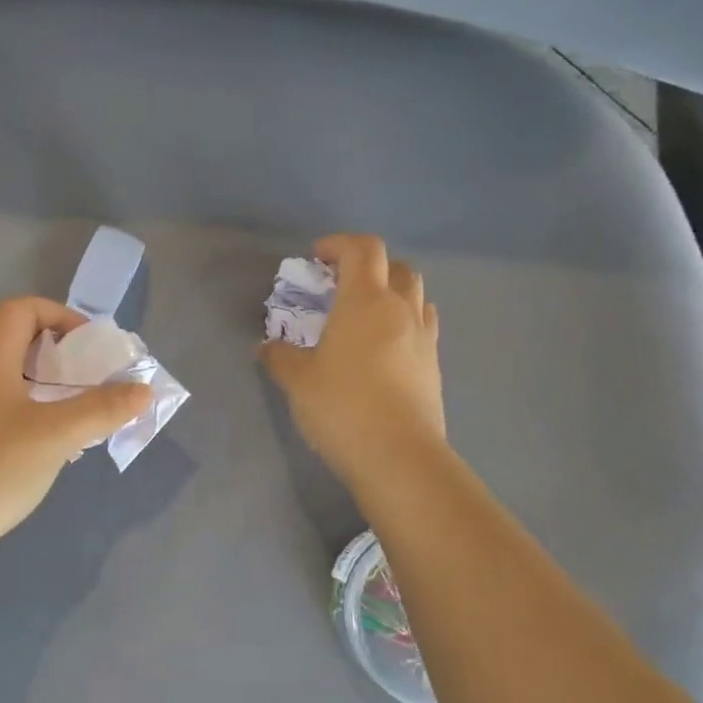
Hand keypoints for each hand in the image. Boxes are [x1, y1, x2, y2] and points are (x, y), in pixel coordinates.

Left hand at [0, 297, 153, 557]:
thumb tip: (143, 390)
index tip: (92, 350)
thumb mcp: (56, 435)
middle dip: (58, 354)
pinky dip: (21, 406)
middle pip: (14, 337)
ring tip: (71, 412)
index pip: (24, 308)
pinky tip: (39, 443)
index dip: (63, 318)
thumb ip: (102, 408)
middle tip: (88, 382)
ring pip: (2, 372)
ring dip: (41, 383)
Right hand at [260, 234, 446, 489]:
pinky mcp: (434, 366)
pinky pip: (422, 326)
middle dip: (368, 266)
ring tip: (364, 314)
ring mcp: (423, 338)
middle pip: (396, 266)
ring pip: (415, 295)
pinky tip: (383, 348)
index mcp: (365, 301)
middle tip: (340, 284)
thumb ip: (280, 357)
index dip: (339, 245)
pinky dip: (403, 322)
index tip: (316, 258)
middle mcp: (400, 310)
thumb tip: (268, 347)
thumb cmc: (342, 407)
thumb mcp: (297, 381)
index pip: (363, 250)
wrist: (399, 457)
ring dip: (391, 292)